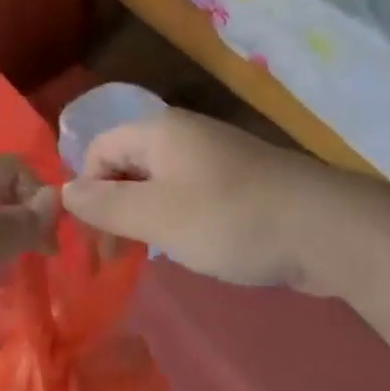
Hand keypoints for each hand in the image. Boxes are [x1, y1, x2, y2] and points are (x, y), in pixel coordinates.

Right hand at [61, 109, 334, 288]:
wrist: (324, 227)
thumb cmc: (229, 218)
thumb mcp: (158, 217)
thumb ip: (106, 205)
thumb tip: (64, 191)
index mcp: (158, 131)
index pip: (99, 149)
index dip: (87, 191)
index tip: (95, 242)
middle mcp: (183, 133)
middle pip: (128, 163)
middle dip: (114, 208)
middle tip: (117, 259)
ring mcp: (215, 154)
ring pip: (160, 181)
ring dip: (146, 217)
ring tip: (152, 257)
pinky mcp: (240, 179)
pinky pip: (191, 192)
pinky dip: (179, 219)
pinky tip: (192, 248)